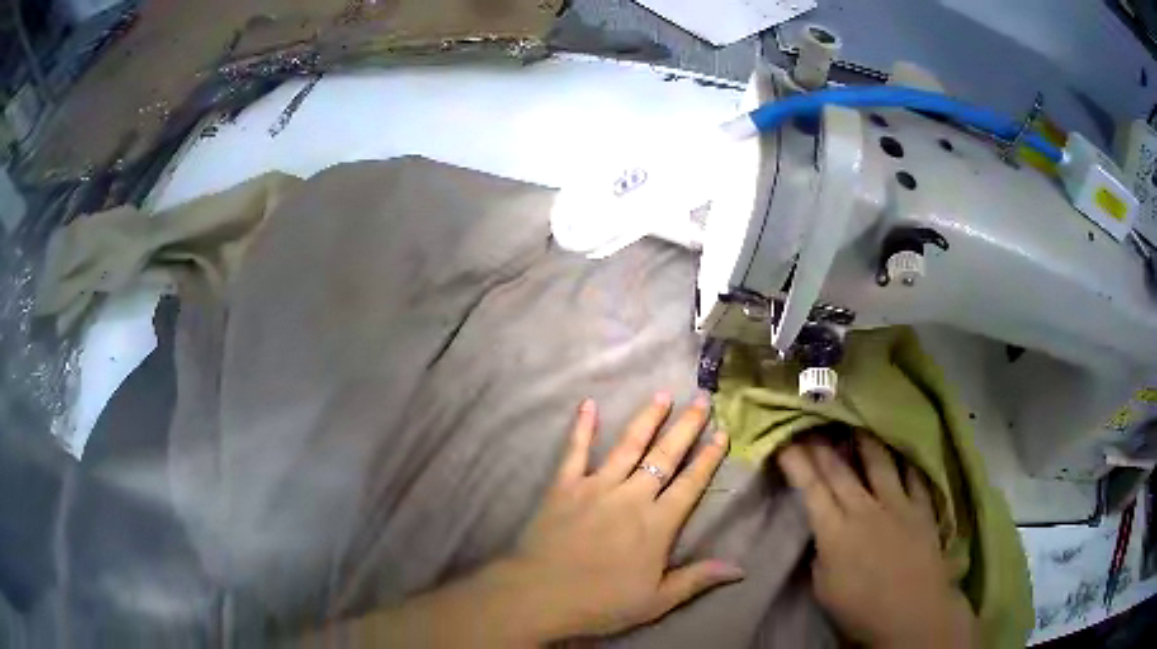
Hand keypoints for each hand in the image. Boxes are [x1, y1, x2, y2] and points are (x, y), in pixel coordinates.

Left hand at [341, 394, 740, 646]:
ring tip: (662, 394)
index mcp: (657, 524)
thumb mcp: (658, 601)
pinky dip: (582, 427)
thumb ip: (698, 579)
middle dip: (687, 426)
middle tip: (702, 398)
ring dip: (647, 418)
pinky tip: (588, 404)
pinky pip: (575, 451)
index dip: (709, 458)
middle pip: (665, 455)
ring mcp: (596, 487)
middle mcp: (632, 496)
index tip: (722, 432)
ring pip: (628, 445)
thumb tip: (740, 569)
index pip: (690, 484)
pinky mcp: (564, 486)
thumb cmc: (602, 602)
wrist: (541, 595)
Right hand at [777, 433, 976, 648]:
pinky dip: (906, 462)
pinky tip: (902, 451)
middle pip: (841, 471)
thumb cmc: (861, 609)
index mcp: (835, 531)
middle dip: (823, 446)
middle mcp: (865, 509)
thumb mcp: (825, 589)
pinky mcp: (922, 508)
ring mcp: (897, 504)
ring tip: (857, 424)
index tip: (786, 443)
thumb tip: (823, 535)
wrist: (912, 612)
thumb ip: (821, 556)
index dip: (797, 464)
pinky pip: (914, 476)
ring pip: (879, 463)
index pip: (812, 489)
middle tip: (812, 423)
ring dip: (865, 441)